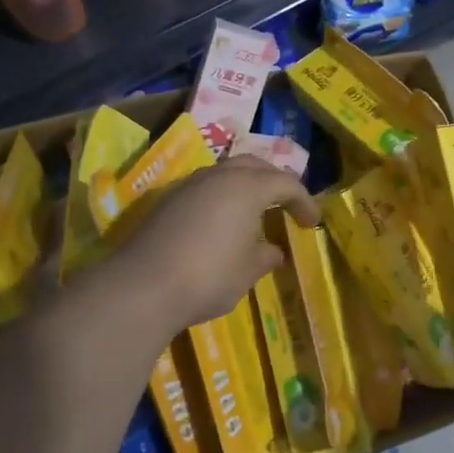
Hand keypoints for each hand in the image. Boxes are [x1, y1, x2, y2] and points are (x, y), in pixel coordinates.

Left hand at [108, 156, 320, 330]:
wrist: (142, 286)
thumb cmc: (209, 276)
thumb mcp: (247, 272)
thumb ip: (264, 257)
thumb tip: (273, 251)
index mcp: (247, 187)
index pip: (286, 183)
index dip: (303, 201)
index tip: (311, 223)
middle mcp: (218, 176)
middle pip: (254, 166)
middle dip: (274, 182)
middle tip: (285, 205)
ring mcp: (189, 185)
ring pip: (226, 173)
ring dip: (245, 187)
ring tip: (254, 213)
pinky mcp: (167, 200)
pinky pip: (205, 188)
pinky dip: (222, 198)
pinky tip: (221, 224)